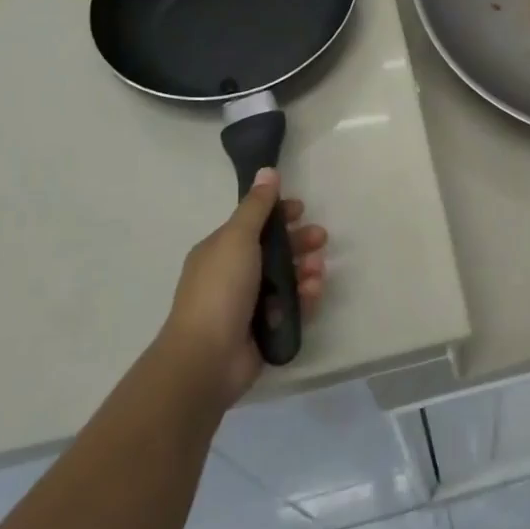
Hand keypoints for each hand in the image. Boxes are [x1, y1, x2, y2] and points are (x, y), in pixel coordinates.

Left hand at [162, 169, 326, 405]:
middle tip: (321, 238)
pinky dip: (305, 298)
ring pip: (286, 279)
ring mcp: (249, 304)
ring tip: (317, 271)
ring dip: (306, 270)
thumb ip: (256, 206)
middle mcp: (233, 275)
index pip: (254, 224)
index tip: (301, 210)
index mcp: (220, 250)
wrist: (207, 358)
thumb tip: (267, 171)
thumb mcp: (238, 238)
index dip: (278, 214)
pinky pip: (291, 307)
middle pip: (274, 251)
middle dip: (299, 242)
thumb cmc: (220, 289)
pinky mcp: (264, 330)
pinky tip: (313, 294)